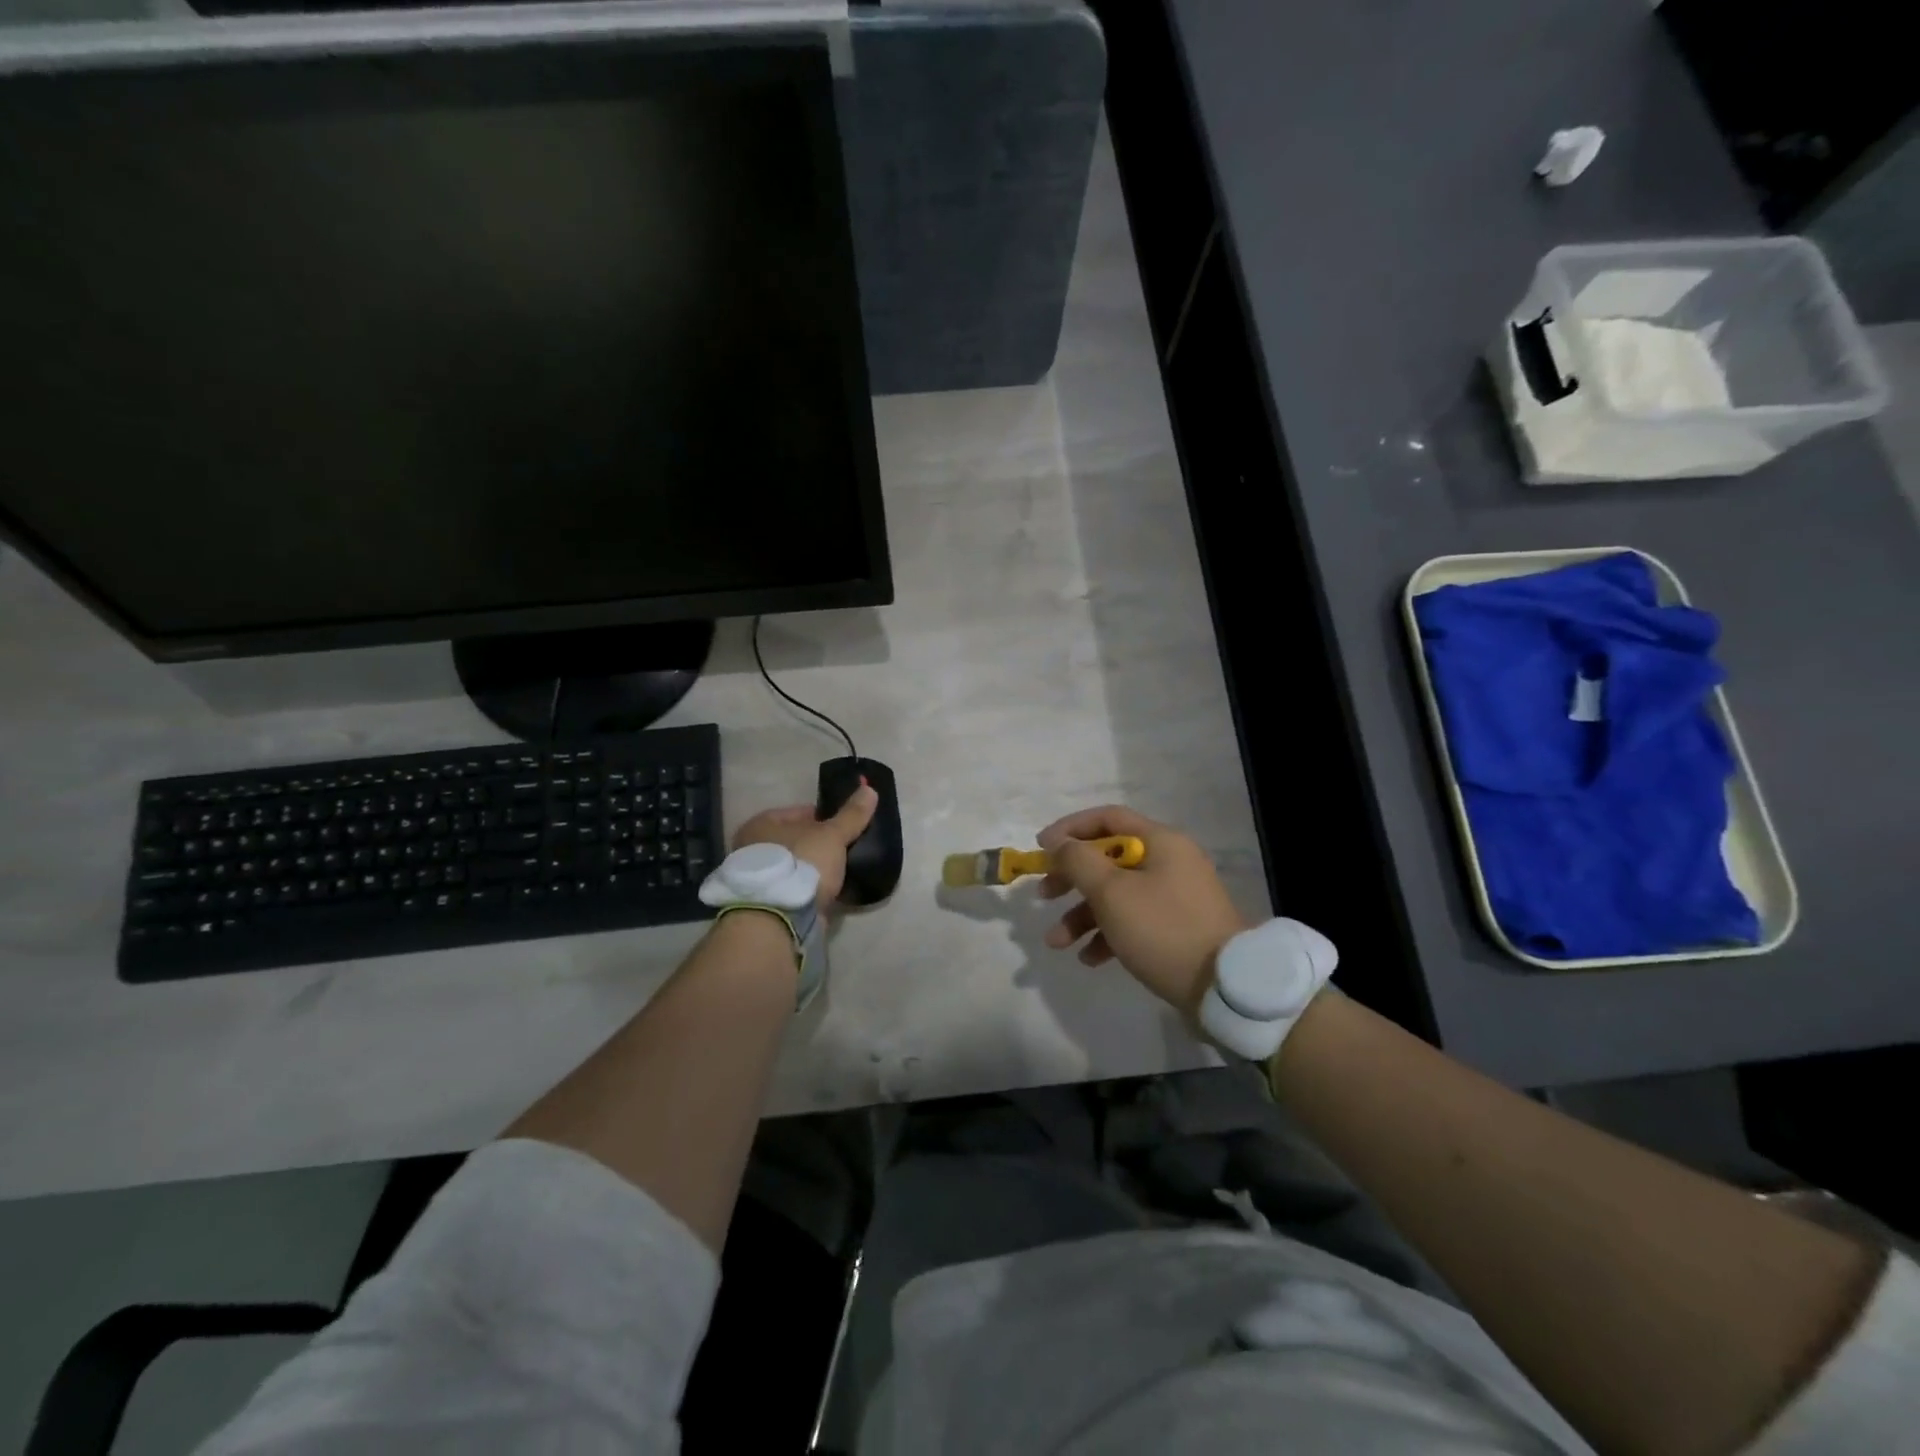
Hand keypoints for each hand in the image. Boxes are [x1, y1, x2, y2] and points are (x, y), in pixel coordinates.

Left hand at [733, 783, 878, 909]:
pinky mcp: (768, 903)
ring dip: (814, 870)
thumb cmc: (802, 863)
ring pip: (796, 866)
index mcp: (761, 824)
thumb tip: (870, 789)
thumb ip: (851, 815)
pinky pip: (795, 889)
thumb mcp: (832, 835)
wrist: (780, 917)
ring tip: (841, 872)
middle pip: (796, 840)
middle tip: (845, 850)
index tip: (845, 827)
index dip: (825, 817)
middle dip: (819, 845)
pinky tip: (830, 892)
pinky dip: (810, 890)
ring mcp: (758, 878)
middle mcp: (752, 849)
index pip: (799, 812)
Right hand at [1038, 806, 1246, 1020]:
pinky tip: (1089, 959)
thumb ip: (1078, 862)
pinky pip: (1134, 922)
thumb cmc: (1163, 929)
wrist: (1226, 987)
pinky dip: (1108, 935)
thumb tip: (1060, 844)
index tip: (1041, 848)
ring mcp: (1175, 897)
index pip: (1108, 818)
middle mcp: (1170, 862)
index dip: (1070, 829)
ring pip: (1117, 895)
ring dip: (1082, 915)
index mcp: (1160, 842)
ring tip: (1057, 942)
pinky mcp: (1177, 929)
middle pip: (1108, 859)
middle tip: (1043, 895)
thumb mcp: (1112, 893)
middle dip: (1071, 878)